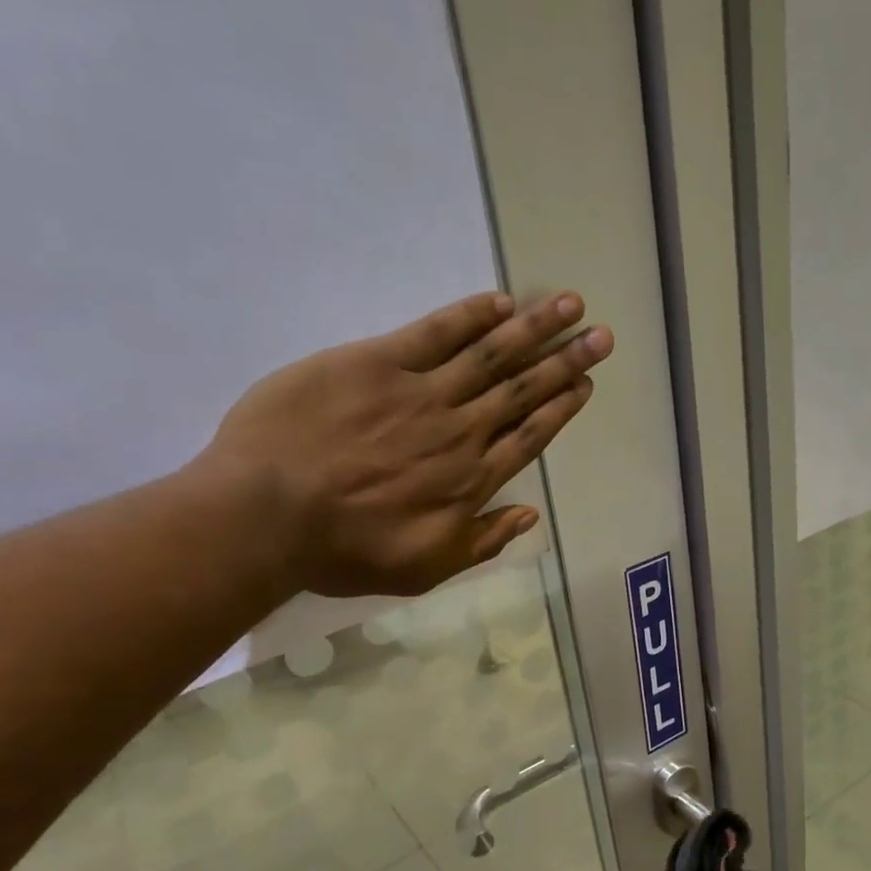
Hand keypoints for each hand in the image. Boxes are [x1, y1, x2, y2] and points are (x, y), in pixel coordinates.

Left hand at [196, 290, 610, 598]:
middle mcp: (459, 431)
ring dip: (534, 328)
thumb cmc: (346, 550)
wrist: (269, 515)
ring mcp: (421, 393)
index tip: (587, 384)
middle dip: (566, 361)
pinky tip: (500, 302)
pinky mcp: (376, 363)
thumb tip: (530, 515)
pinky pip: (435, 333)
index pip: (529, 436)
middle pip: (523, 390)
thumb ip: (482, 541)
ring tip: (570, 305)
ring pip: (491, 355)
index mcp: (470, 481)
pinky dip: (470, 316)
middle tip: (601, 336)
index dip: (562, 408)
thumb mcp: (425, 569)